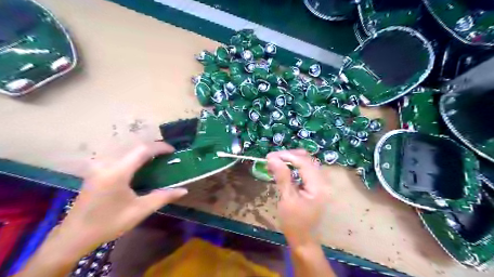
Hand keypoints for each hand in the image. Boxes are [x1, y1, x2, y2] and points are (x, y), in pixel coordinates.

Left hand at [57, 143, 187, 257]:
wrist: (74, 236)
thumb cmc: (109, 223)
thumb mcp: (139, 210)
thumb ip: (163, 197)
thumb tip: (184, 190)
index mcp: (117, 172)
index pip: (142, 150)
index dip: (160, 147)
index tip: (173, 150)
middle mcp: (106, 164)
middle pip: (134, 147)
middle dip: (152, 148)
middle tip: (167, 154)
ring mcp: (98, 166)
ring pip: (125, 150)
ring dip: (142, 151)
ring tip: (156, 158)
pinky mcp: (95, 170)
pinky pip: (117, 156)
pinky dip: (132, 156)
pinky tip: (139, 165)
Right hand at [266, 151, 326, 247]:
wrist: (303, 240)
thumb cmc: (294, 223)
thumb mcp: (287, 199)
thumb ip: (282, 177)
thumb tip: (272, 158)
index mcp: (318, 185)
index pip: (303, 162)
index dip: (286, 156)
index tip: (269, 156)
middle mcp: (323, 181)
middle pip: (307, 159)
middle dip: (288, 156)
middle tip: (271, 159)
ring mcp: (321, 183)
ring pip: (307, 162)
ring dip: (291, 159)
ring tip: (275, 162)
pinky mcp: (316, 185)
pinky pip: (306, 169)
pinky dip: (294, 166)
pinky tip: (283, 168)